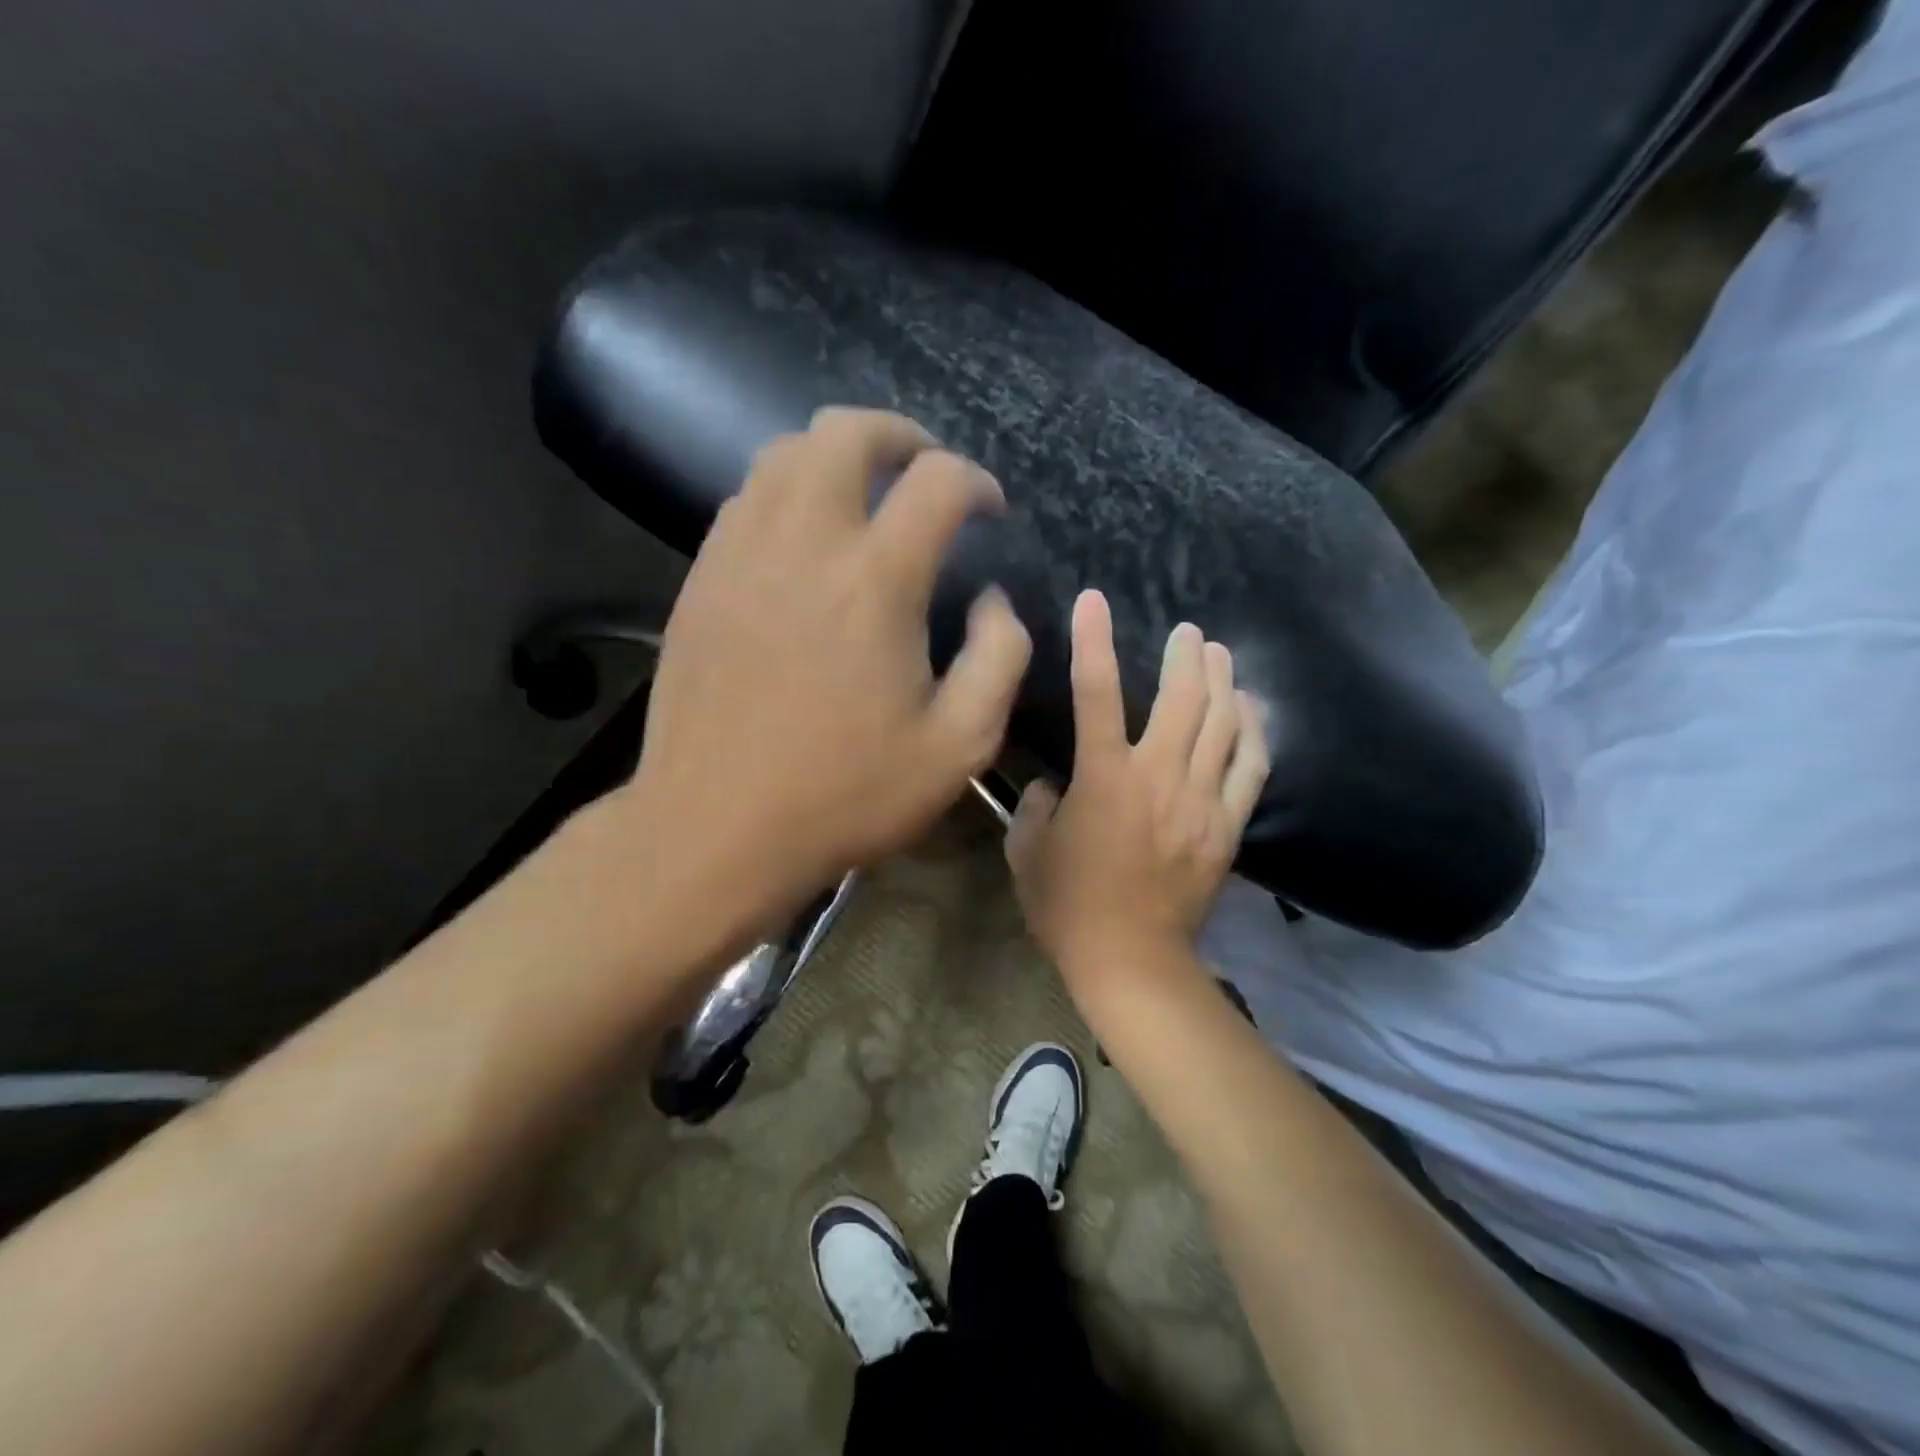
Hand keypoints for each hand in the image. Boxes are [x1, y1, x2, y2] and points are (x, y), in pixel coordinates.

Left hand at [620, 408, 1031, 931]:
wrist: (715, 828)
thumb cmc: (845, 794)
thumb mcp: (959, 746)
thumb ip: (1000, 658)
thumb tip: (993, 599)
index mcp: (875, 580)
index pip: (936, 482)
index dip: (975, 481)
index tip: (989, 509)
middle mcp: (803, 543)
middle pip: (845, 432)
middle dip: (898, 435)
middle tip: (923, 469)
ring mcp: (740, 554)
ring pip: (783, 454)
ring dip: (835, 455)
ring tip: (865, 492)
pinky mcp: (701, 579)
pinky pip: (745, 499)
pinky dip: (786, 491)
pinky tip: (803, 537)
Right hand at [1005, 589, 1267, 992]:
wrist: (1131, 961)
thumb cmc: (1068, 907)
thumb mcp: (1027, 853)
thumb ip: (1032, 807)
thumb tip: (1050, 786)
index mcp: (1103, 778)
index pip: (1095, 692)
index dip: (1092, 640)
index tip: (1094, 599)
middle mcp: (1158, 776)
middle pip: (1182, 697)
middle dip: (1187, 655)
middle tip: (1188, 632)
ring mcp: (1200, 800)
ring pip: (1223, 724)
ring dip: (1223, 682)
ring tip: (1220, 656)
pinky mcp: (1227, 826)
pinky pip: (1251, 767)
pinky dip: (1254, 732)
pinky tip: (1251, 711)